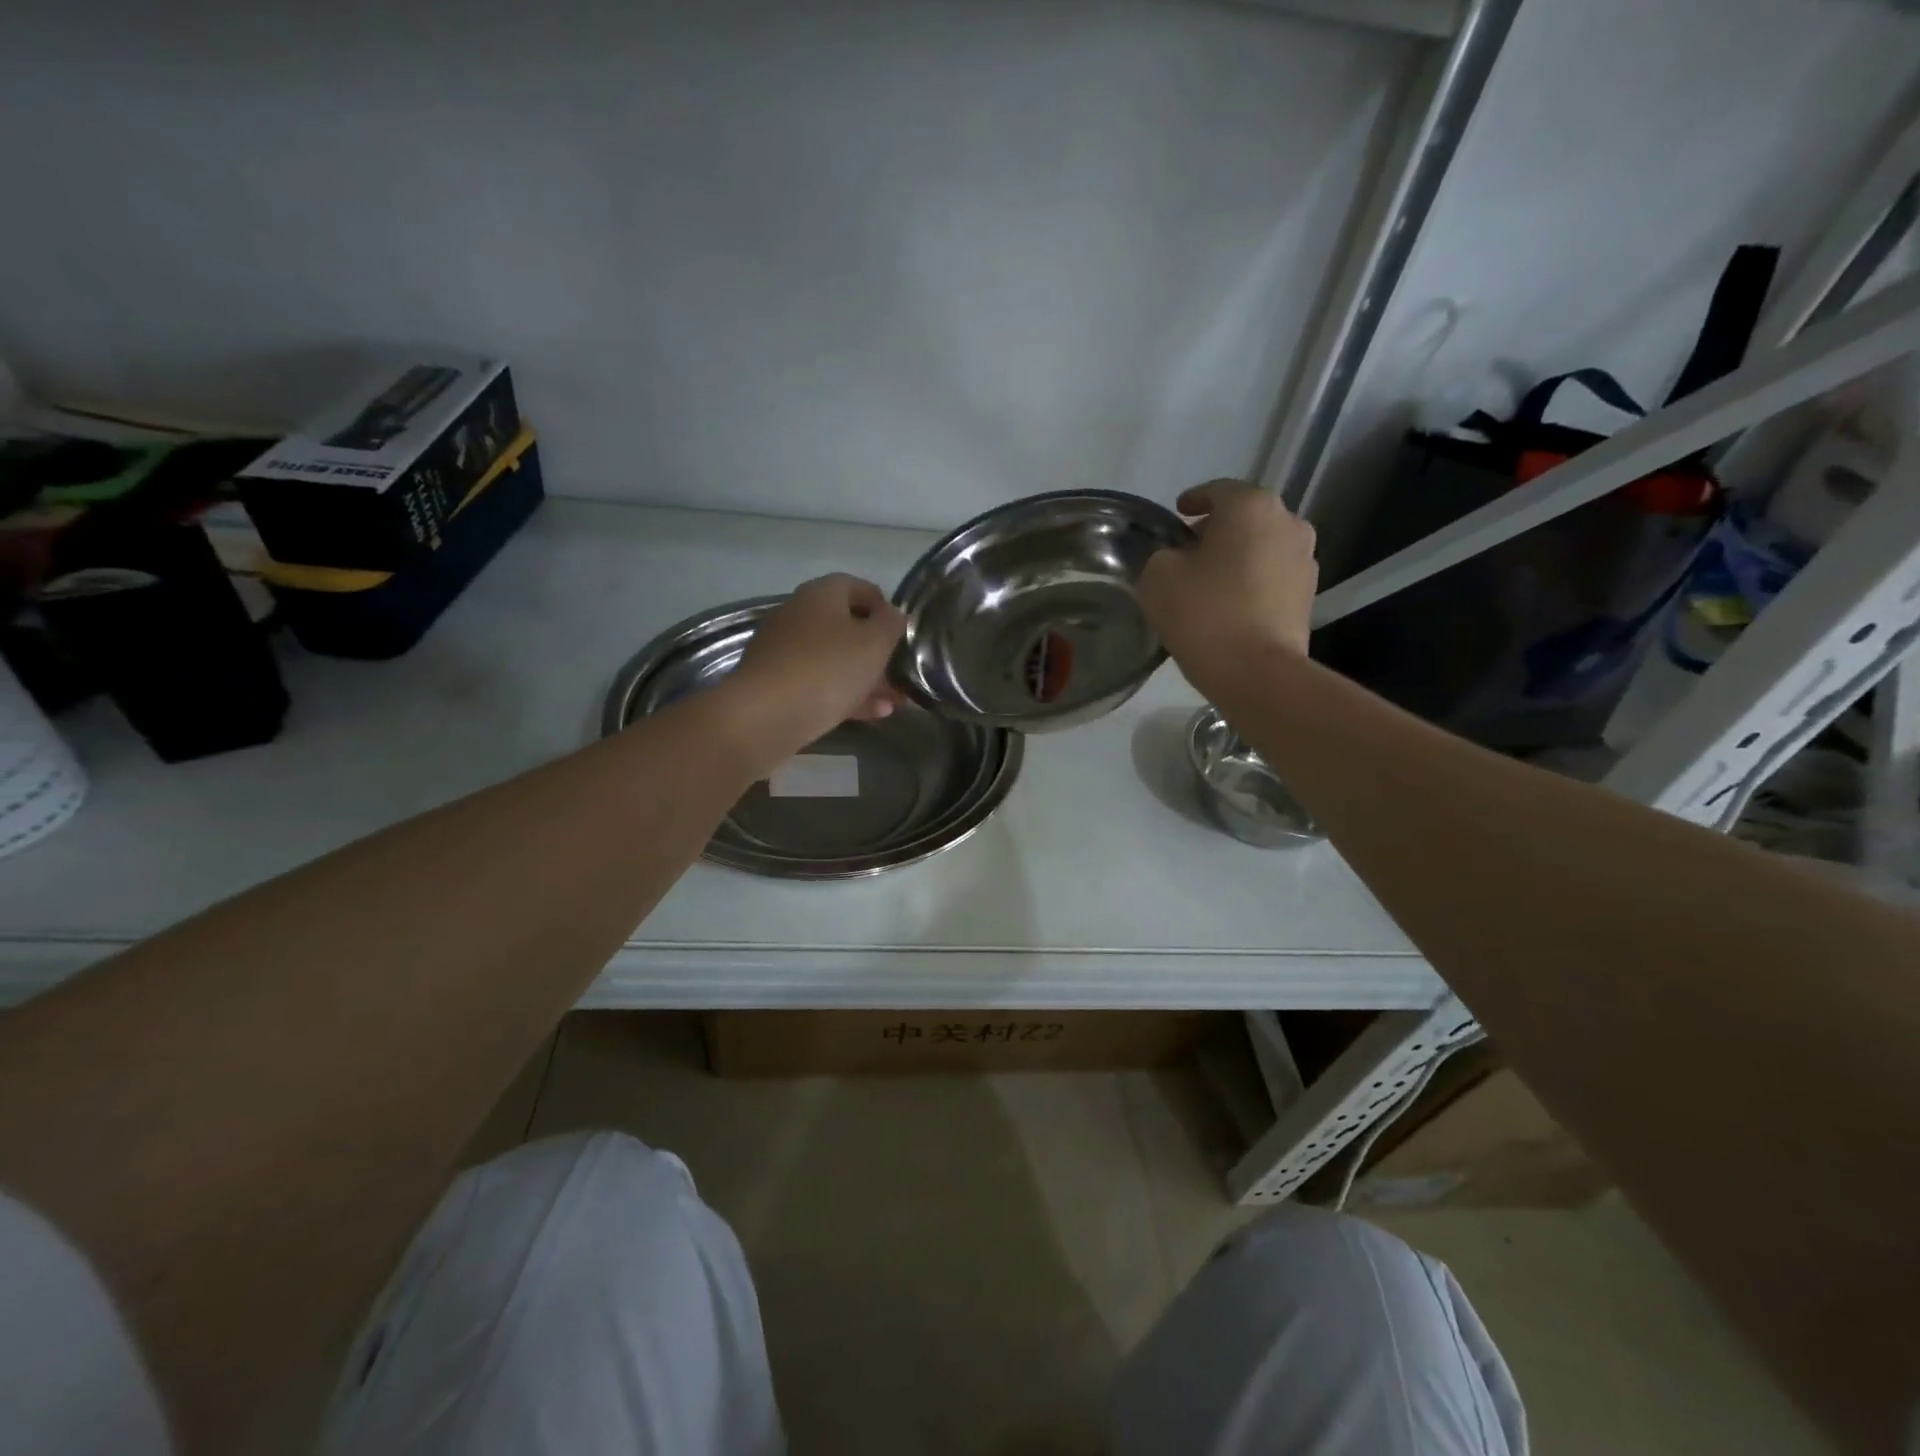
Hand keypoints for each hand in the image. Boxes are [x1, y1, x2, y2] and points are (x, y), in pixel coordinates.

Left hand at [719, 574, 908, 764]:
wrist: (766, 715)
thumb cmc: (828, 668)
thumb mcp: (875, 642)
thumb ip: (891, 624)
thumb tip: (893, 615)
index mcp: (820, 594)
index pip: (857, 586)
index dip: (884, 605)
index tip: (904, 630)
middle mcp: (798, 615)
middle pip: (846, 626)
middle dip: (878, 650)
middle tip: (903, 671)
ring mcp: (784, 651)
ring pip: (835, 660)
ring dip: (867, 678)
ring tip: (897, 701)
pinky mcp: (777, 685)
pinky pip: (820, 684)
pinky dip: (847, 695)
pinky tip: (874, 714)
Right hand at [1139, 480, 1317, 683]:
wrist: (1257, 672)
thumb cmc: (1204, 614)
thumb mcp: (1158, 577)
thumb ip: (1162, 555)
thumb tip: (1175, 558)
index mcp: (1251, 506)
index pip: (1217, 490)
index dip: (1193, 500)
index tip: (1177, 514)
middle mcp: (1288, 522)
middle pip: (1245, 517)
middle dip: (1217, 529)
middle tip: (1188, 551)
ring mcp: (1305, 560)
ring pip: (1262, 546)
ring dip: (1238, 556)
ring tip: (1210, 580)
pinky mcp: (1309, 596)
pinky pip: (1272, 576)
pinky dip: (1252, 581)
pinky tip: (1230, 603)